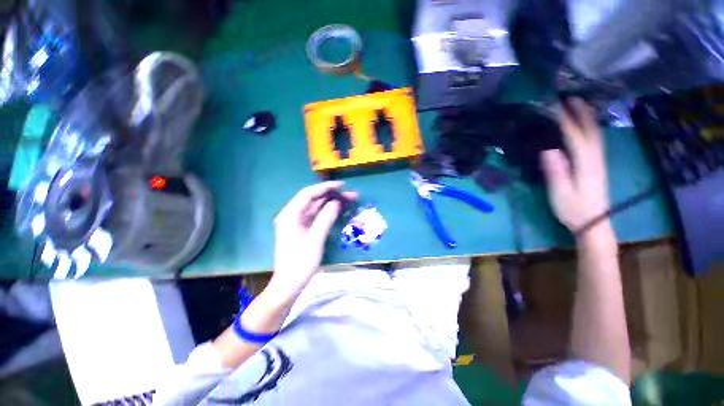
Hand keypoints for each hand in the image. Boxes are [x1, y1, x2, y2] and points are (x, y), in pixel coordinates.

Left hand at [266, 181, 356, 301]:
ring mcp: (297, 222)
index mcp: (290, 215)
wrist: (289, 285)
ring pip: (316, 207)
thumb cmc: (300, 264)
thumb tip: (336, 202)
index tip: (341, 185)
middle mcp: (292, 215)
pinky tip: (339, 210)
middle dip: (332, 195)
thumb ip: (325, 218)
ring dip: (331, 203)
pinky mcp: (302, 229)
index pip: (308, 194)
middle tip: (350, 194)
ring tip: (349, 200)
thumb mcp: (315, 240)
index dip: (325, 187)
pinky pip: (316, 216)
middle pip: (313, 199)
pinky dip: (328, 212)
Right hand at [541, 98, 609, 233]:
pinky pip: (596, 140)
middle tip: (570, 96)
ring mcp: (599, 161)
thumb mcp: (561, 193)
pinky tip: (586, 123)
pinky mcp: (597, 165)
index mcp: (585, 164)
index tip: (554, 105)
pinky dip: (591, 127)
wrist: (594, 223)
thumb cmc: (573, 210)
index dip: (565, 119)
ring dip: (588, 117)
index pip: (575, 136)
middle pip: (590, 130)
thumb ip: (556, 172)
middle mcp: (596, 158)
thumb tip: (548, 150)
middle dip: (581, 112)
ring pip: (596, 133)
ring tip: (579, 104)